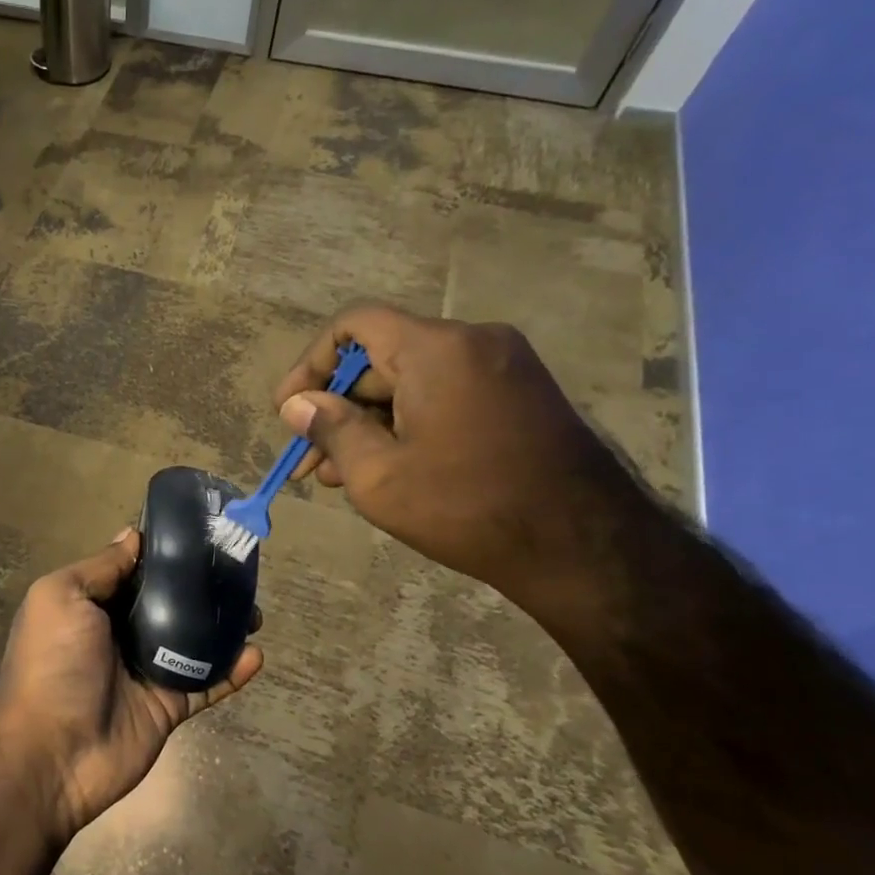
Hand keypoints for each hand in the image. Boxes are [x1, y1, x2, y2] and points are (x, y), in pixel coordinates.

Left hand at [0, 530, 262, 842]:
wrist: (51, 752)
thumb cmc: (52, 662)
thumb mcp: (61, 597)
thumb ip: (101, 567)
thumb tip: (133, 535)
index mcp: (92, 605)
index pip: (133, 571)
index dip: (163, 554)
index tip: (201, 535)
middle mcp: (119, 634)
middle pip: (168, 603)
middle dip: (201, 589)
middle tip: (238, 574)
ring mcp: (146, 672)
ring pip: (193, 642)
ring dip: (224, 627)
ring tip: (254, 612)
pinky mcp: (168, 707)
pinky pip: (206, 684)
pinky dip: (232, 671)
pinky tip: (255, 655)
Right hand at [273, 305, 654, 624]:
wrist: (585, 548)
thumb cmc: (467, 507)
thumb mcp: (378, 475)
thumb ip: (330, 429)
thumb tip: (297, 404)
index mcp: (437, 349)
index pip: (353, 325)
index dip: (310, 364)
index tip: (289, 410)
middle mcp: (474, 342)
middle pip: (381, 358)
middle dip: (337, 408)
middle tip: (310, 460)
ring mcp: (503, 367)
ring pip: (412, 382)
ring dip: (370, 423)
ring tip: (340, 476)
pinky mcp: (520, 395)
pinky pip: (445, 395)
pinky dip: (409, 424)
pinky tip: (388, 469)